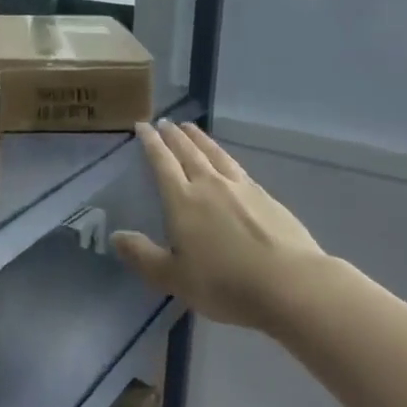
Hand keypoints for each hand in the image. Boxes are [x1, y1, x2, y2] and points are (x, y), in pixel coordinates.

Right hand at [112, 121, 327, 330]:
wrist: (290, 284)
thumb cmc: (225, 284)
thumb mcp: (174, 278)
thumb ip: (142, 256)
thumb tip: (115, 236)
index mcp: (183, 201)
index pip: (162, 163)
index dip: (151, 143)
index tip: (142, 126)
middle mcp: (210, 185)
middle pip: (188, 152)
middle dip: (174, 136)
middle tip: (165, 122)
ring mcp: (241, 188)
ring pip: (215, 154)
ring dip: (200, 139)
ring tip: (190, 128)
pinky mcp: (266, 197)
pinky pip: (237, 167)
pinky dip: (224, 156)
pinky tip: (226, 160)